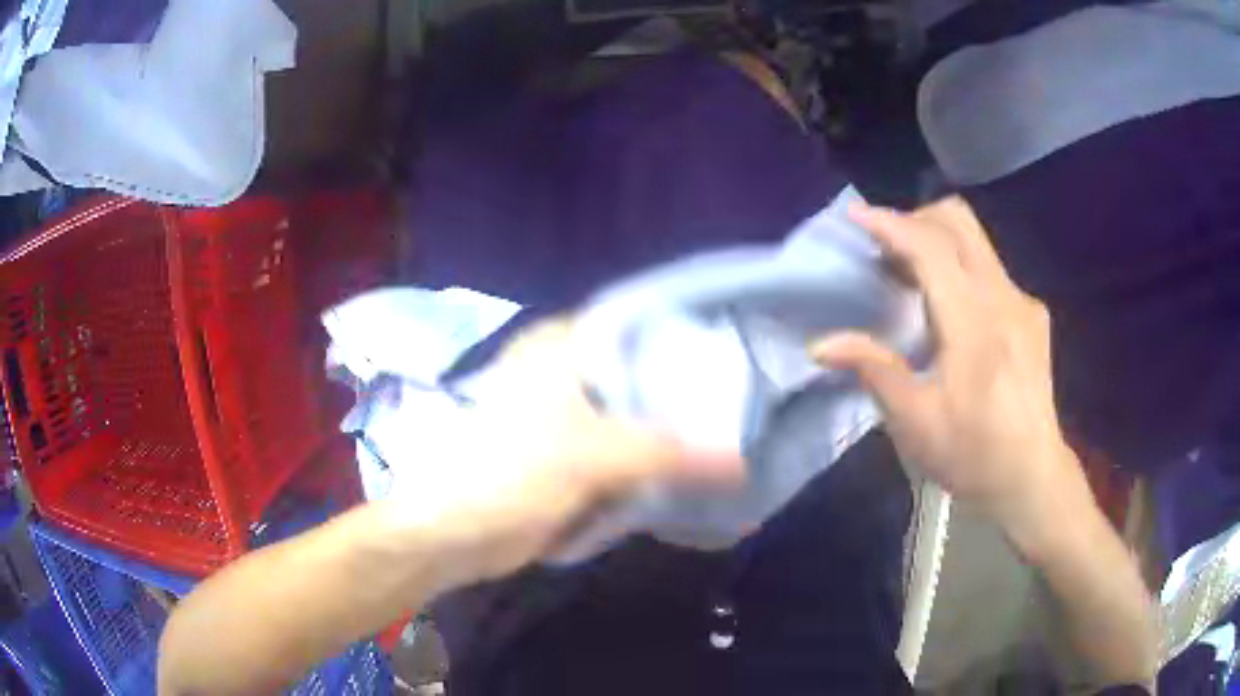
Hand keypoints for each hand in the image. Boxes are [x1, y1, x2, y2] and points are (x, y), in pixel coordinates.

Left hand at [374, 321, 743, 590]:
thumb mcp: (591, 455)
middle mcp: (567, 373)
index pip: (639, 324)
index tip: (735, 354)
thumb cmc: (507, 475)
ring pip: (636, 418)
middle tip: (744, 406)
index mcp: (562, 347)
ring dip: (674, 435)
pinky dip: (653, 466)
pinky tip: (696, 472)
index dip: (687, 336)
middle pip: (642, 375)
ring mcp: (571, 420)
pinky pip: (624, 456)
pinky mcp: (573, 461)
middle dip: (688, 395)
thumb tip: (739, 462)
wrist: (453, 534)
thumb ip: (668, 454)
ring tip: (733, 439)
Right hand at [812, 197, 1088, 553]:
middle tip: (884, 249)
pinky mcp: (1032, 314)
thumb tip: (821, 344)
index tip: (854, 217)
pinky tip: (949, 309)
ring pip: (976, 241)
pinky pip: (990, 269)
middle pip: (959, 222)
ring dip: (936, 242)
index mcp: (974, 324)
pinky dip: (960, 268)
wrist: (1032, 478)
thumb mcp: (917, 424)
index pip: (931, 247)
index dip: (889, 225)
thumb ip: (874, 370)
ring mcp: (1023, 303)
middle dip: (915, 219)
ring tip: (909, 278)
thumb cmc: (974, 456)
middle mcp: (1004, 298)